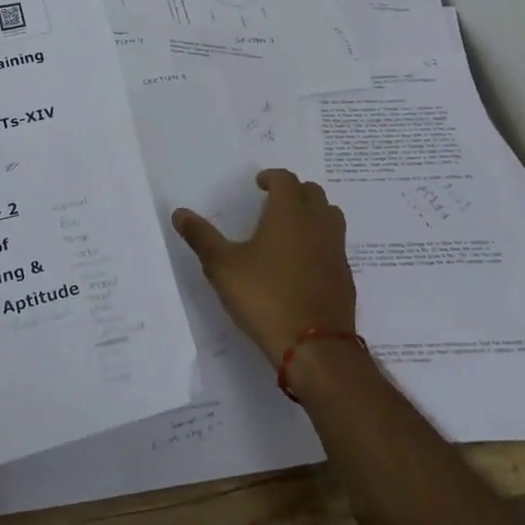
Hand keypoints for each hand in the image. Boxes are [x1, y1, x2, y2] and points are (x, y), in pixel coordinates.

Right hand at [172, 169, 354, 362]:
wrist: (315, 347)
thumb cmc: (265, 297)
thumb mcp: (222, 267)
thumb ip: (201, 237)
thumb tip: (179, 213)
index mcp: (289, 213)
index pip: (286, 180)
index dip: (272, 177)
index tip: (259, 185)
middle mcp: (317, 224)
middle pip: (312, 193)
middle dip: (294, 192)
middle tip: (273, 203)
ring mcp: (336, 250)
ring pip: (330, 216)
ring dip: (313, 213)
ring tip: (291, 228)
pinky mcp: (345, 276)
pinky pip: (335, 246)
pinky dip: (321, 243)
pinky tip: (303, 263)